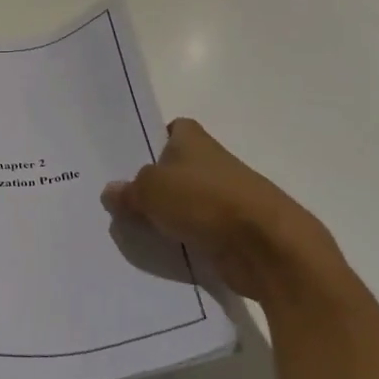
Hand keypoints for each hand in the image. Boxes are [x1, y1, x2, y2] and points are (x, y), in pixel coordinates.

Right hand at [102, 118, 346, 309]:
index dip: (154, 139)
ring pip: (188, 200)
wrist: (267, 247)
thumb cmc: (204, 201)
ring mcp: (227, 198)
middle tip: (122, 197)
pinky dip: (186, 238)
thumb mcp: (149, 191)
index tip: (132, 159)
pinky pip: (201, 230)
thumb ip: (128, 191)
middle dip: (155, 182)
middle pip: (177, 168)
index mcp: (194, 141)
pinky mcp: (235, 231)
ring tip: (135, 226)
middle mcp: (213, 163)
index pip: (173, 129)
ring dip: (170, 213)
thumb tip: (111, 191)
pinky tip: (163, 248)